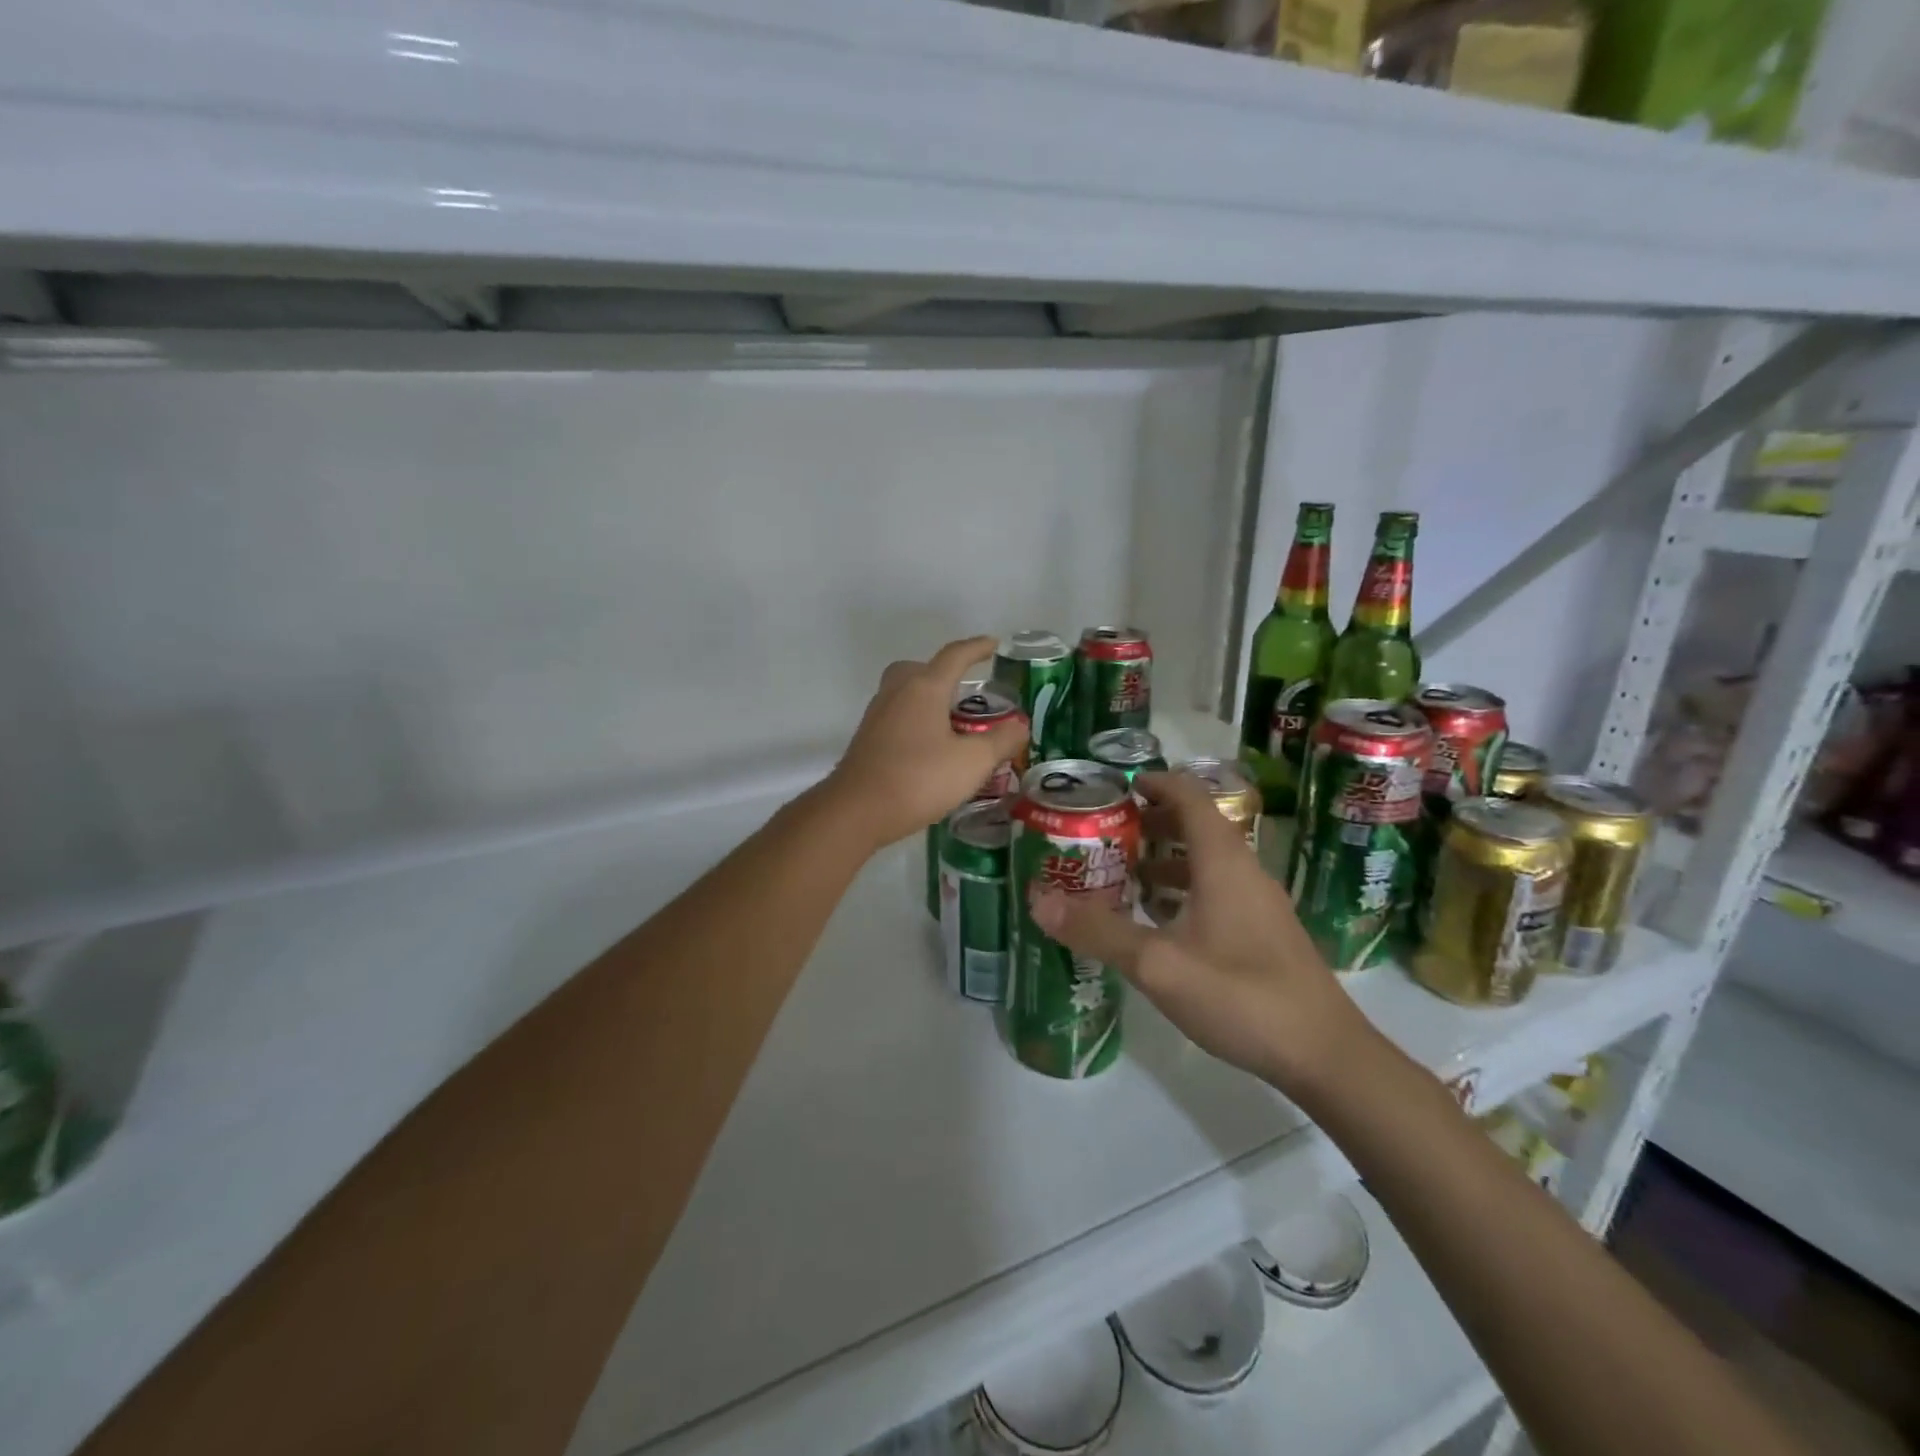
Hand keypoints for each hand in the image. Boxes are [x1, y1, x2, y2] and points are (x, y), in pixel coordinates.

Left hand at [823, 636, 1027, 850]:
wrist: (857, 810)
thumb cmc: (919, 779)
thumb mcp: (972, 762)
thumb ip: (1001, 741)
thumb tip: (1020, 726)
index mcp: (924, 688)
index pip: (954, 656)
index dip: (976, 648)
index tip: (994, 644)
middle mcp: (897, 692)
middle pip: (920, 669)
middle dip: (944, 673)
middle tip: (966, 690)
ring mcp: (877, 715)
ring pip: (905, 692)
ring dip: (928, 699)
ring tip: (952, 722)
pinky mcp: (867, 739)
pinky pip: (896, 716)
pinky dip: (915, 721)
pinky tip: (929, 747)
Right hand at [1032, 772, 1370, 1094]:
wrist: (1325, 1056)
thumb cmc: (1241, 996)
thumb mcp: (1158, 965)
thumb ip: (1098, 931)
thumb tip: (1038, 899)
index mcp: (1222, 861)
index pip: (1189, 796)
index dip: (1153, 783)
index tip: (1114, 789)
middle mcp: (1243, 871)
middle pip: (1196, 825)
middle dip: (1150, 822)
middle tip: (1105, 834)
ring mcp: (1258, 903)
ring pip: (1206, 861)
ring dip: (1165, 858)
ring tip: (1122, 875)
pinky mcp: (1264, 932)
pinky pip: (1216, 890)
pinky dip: (1183, 889)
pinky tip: (1158, 922)